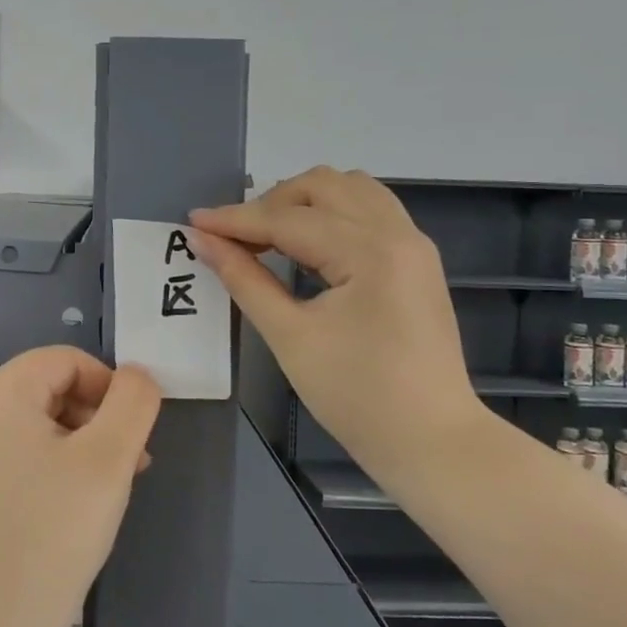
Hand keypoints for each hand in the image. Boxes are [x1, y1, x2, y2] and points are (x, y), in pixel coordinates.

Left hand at [0, 347, 160, 626]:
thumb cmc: (53, 533)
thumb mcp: (108, 459)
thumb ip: (132, 403)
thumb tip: (138, 375)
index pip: (67, 360)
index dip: (110, 387)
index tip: (135, 433)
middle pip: (51, 388)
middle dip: (97, 417)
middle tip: (130, 463)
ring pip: (38, 421)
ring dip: (81, 442)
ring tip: (109, 486)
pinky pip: (19, 450)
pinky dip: (54, 463)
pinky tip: (75, 503)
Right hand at [190, 168, 485, 478]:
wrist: (432, 442)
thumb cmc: (357, 397)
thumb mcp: (290, 338)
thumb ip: (245, 280)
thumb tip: (204, 241)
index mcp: (369, 251)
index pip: (288, 219)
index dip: (236, 220)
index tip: (194, 221)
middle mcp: (396, 232)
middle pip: (323, 185)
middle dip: (272, 203)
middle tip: (237, 238)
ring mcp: (413, 243)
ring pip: (351, 188)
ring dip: (304, 201)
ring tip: (271, 237)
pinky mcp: (417, 259)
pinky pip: (370, 210)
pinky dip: (333, 214)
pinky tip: (309, 246)